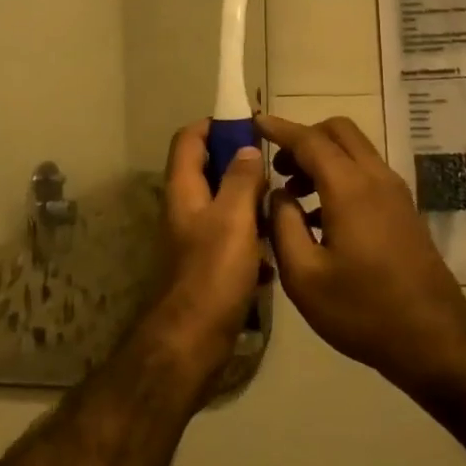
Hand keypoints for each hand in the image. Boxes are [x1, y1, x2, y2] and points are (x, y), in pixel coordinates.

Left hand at [145, 121, 269, 377]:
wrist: (193, 340)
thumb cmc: (213, 273)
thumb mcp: (233, 218)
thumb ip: (241, 180)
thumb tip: (247, 150)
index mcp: (184, 190)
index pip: (189, 140)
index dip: (213, 125)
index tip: (246, 124)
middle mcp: (185, 209)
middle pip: (208, 170)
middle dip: (239, 163)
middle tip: (274, 165)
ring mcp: (195, 239)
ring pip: (224, 205)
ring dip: (249, 201)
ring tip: (281, 204)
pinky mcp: (208, 265)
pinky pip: (232, 238)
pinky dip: (251, 237)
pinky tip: (273, 251)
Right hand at [255, 113, 465, 387]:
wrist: (433, 339)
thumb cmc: (362, 310)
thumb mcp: (304, 277)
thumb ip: (283, 226)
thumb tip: (278, 194)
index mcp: (350, 188)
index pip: (310, 140)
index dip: (280, 128)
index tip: (254, 121)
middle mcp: (376, 178)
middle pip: (339, 132)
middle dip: (304, 138)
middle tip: (277, 167)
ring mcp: (395, 193)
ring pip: (355, 151)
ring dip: (323, 158)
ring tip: (293, 194)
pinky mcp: (404, 210)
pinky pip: (367, 173)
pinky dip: (340, 175)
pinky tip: (320, 216)